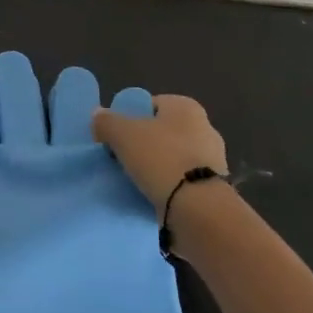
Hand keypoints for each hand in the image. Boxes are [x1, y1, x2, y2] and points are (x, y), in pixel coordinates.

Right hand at [92, 94, 227, 214]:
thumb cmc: (161, 158)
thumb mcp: (122, 134)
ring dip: (157, 167)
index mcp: (186, 107)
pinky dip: (170, 186)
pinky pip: (183, 181)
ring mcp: (213, 159)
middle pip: (163, 131)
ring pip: (174, 157)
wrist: (197, 208)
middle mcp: (205, 127)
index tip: (116, 137)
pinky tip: (153, 195)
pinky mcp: (214, 187)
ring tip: (135, 181)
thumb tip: (98, 115)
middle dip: (144, 143)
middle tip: (122, 158)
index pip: (151, 105)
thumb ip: (107, 121)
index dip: (130, 118)